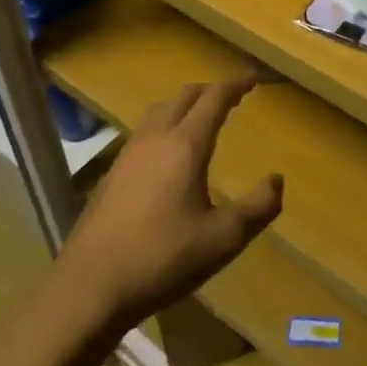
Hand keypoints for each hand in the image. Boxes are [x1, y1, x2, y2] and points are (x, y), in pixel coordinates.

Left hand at [54, 79, 282, 331]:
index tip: (253, 79)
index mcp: (185, 145)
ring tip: (201, 119)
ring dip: (185, 105)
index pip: (214, 98)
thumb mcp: (223, 240)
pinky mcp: (111, 173)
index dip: (236, 85)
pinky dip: (165, 126)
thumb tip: (277, 180)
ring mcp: (128, 154)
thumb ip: (258, 208)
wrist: (89, 286)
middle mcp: (156, 138)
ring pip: (161, 111)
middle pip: (185, 96)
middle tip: (232, 98)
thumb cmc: (162, 259)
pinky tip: (167, 155)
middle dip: (211, 91)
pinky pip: (145, 132)